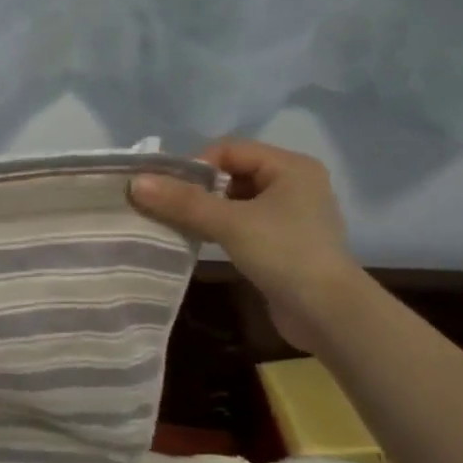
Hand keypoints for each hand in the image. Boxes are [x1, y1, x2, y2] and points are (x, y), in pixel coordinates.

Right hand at [130, 140, 364, 351]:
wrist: (327, 313)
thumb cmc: (284, 255)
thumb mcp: (230, 223)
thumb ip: (183, 202)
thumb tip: (136, 182)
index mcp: (290, 166)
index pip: (229, 149)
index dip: (195, 166)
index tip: (167, 191)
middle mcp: (294, 183)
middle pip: (232, 173)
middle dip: (197, 189)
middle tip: (166, 208)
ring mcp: (290, 215)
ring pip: (236, 201)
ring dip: (205, 211)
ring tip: (177, 225)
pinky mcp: (283, 242)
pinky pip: (243, 224)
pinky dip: (219, 228)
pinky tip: (199, 241)